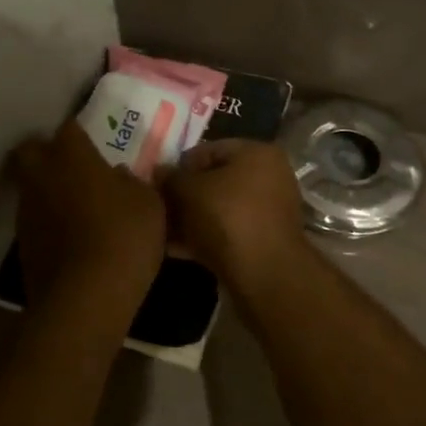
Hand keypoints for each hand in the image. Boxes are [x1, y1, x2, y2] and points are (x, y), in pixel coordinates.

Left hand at [10, 119, 166, 306]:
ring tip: (76, 206)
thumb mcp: (148, 204)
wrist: (85, 299)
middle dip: (47, 153)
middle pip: (31, 150)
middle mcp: (41, 176)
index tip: (95, 142)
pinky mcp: (22, 244)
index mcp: (72, 156)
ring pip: (30, 186)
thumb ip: (132, 183)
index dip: (80, 133)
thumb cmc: (124, 238)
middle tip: (73, 166)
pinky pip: (34, 220)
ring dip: (48, 190)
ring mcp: (26, 211)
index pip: (69, 127)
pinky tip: (71, 237)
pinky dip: (49, 222)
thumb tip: (118, 176)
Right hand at [160, 139, 307, 285]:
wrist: (263, 275)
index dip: (178, 166)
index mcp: (257, 153)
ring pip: (218, 209)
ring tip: (160, 231)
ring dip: (190, 219)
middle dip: (183, 196)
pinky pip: (227, 232)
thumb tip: (158, 171)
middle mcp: (269, 177)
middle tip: (157, 209)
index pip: (208, 150)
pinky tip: (174, 249)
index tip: (156, 185)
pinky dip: (203, 237)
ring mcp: (268, 211)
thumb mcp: (188, 191)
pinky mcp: (263, 241)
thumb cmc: (226, 218)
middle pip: (214, 181)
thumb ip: (170, 178)